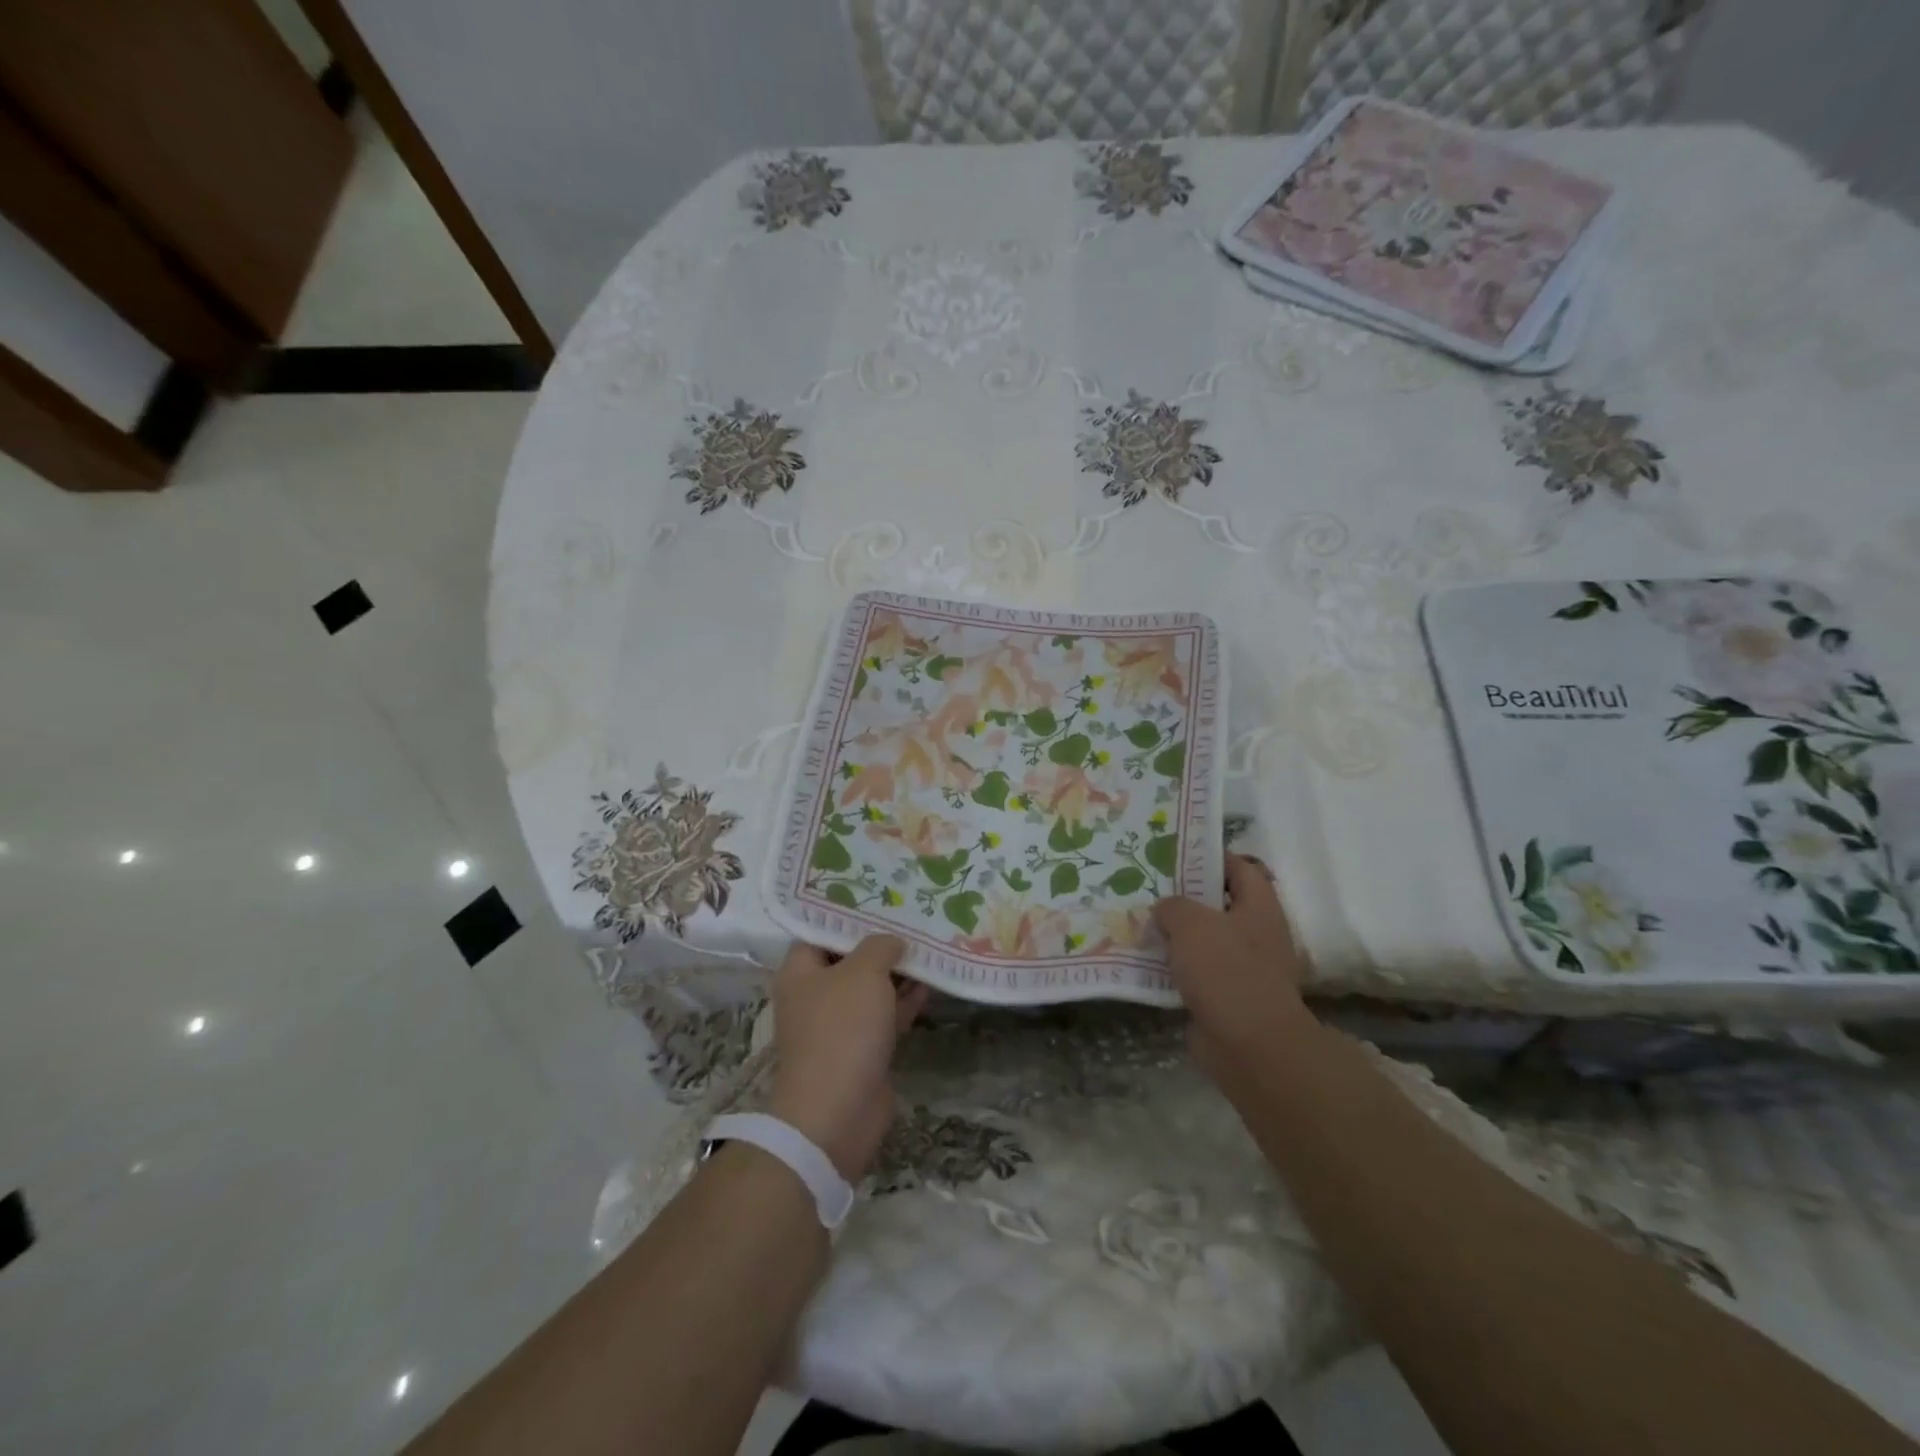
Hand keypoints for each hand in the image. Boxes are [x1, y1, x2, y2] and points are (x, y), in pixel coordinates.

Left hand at [769, 936, 928, 1181]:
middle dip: (881, 943)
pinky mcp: (861, 1049)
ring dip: (898, 972)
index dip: (849, 915)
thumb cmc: (842, 1030)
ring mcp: (838, 1024)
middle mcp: (815, 994)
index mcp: (801, 971)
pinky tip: (931, 984)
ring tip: (930, 946)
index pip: (821, 931)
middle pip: (850, 959)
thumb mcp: (863, 973)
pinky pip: (884, 1015)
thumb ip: (879, 947)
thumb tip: (892, 942)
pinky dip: (904, 1001)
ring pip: (871, 988)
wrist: (837, 1113)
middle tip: (913, 919)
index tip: (881, 899)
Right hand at [1153, 854, 1314, 1082]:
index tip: (1176, 853)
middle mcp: (1256, 934)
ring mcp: (1243, 968)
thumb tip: (1165, 910)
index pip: (1240, 868)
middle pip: (1219, 904)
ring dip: (1176, 934)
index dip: (1211, 856)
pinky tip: (1146, 961)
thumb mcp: (1191, 923)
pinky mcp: (1226, 998)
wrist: (1250, 1047)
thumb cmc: (1227, 971)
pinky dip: (1175, 967)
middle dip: (1186, 896)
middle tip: (1149, 887)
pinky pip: (1196, 973)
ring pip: (1205, 940)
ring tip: (1140, 921)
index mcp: (1259, 908)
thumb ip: (1173, 906)